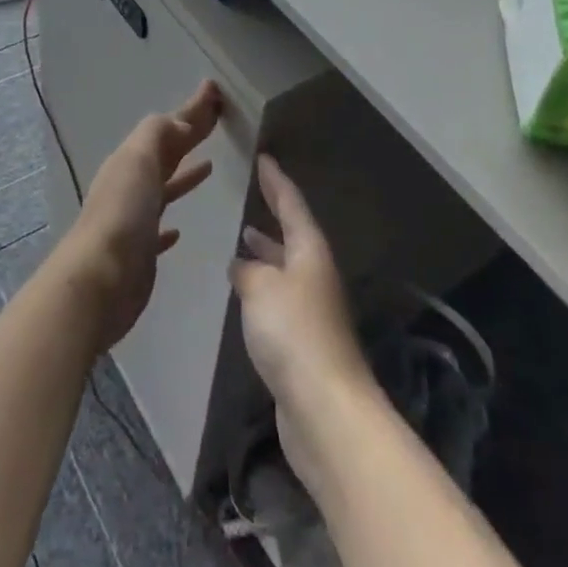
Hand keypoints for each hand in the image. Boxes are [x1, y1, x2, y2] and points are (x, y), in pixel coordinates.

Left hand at [54, 80, 221, 352]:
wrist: (99, 280)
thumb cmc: (122, 213)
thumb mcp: (139, 159)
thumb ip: (159, 134)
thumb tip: (181, 123)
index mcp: (132, 160)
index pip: (168, 127)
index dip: (192, 109)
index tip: (215, 90)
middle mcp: (131, 184)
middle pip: (166, 153)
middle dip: (189, 133)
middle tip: (217, 118)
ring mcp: (134, 219)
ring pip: (163, 188)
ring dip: (183, 174)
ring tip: (209, 165)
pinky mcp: (139, 253)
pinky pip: (157, 229)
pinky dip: (169, 223)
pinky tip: (178, 230)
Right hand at [229, 156, 373, 480]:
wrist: (325, 408)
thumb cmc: (294, 333)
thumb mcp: (261, 288)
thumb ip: (248, 270)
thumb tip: (242, 263)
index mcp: (310, 251)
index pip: (292, 204)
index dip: (276, 181)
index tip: (263, 158)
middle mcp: (315, 274)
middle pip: (294, 234)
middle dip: (275, 215)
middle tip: (255, 195)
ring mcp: (313, 309)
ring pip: (287, 267)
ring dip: (267, 252)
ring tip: (243, 238)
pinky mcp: (305, 341)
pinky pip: (281, 297)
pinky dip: (264, 285)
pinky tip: (246, 290)